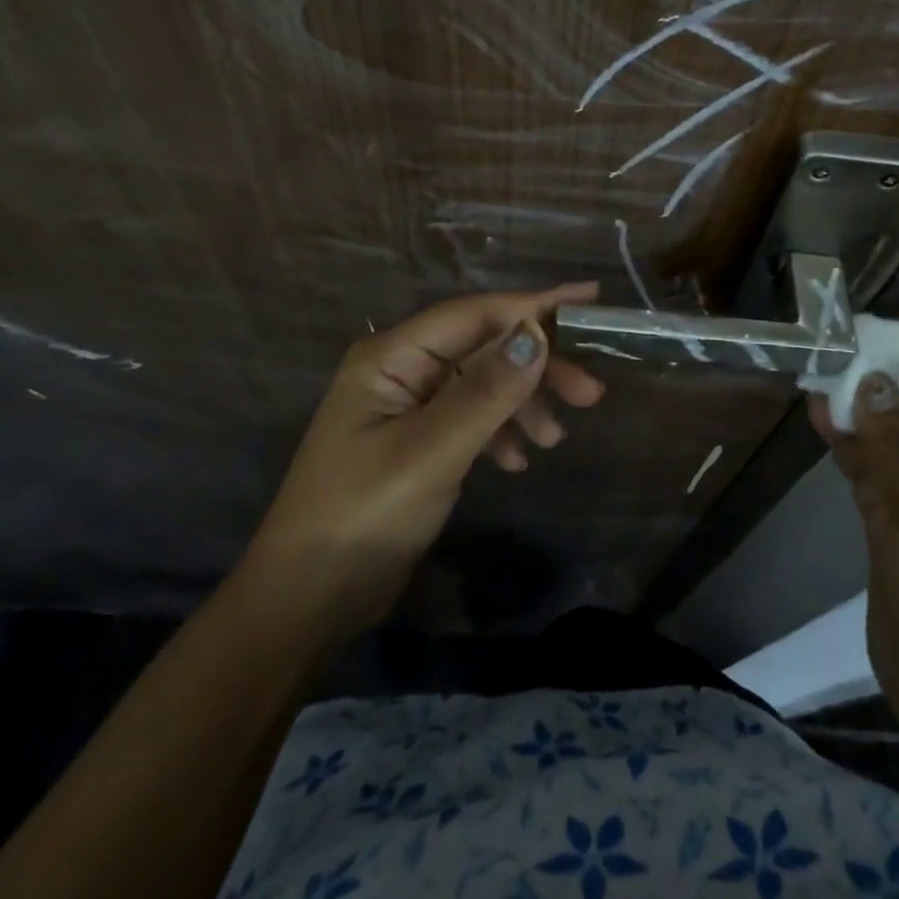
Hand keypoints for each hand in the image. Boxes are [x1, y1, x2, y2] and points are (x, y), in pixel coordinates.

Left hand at [247, 284, 605, 639]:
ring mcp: (410, 405)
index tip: (591, 299)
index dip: (534, 304)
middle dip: (538, 365)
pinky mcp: (418, 439)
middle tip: (591, 394)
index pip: (475, 314)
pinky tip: (518, 461)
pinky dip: (500, 432)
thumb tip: (537, 334)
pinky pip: (472, 417)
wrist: (307, 600)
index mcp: (393, 356)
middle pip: (485, 347)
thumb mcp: (431, 452)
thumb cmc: (362, 515)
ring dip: (523, 403)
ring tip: (555, 439)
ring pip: (484, 383)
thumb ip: (487, 392)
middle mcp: (402, 369)